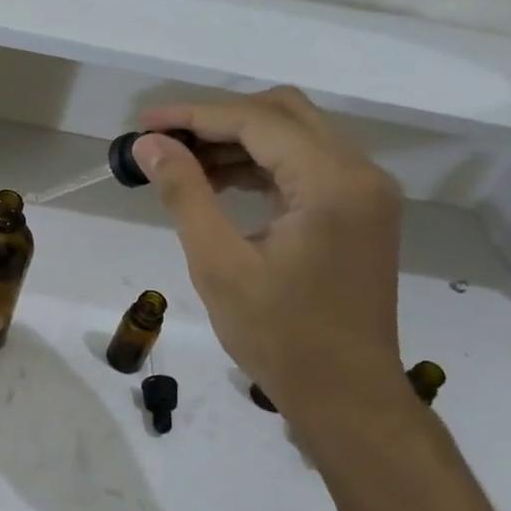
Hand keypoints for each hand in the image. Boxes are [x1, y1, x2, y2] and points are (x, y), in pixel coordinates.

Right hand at [135, 88, 408, 422]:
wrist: (346, 396)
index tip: (144, 123)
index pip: (257, 121)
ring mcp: (366, 193)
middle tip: (163, 138)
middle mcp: (360, 173)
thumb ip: (185, 194)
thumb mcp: (219, 263)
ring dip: (239, 141)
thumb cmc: (279, 336)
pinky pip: (307, 167)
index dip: (195, 115)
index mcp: (332, 182)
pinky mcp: (361, 213)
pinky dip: (262, 165)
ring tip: (181, 161)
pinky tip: (220, 182)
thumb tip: (150, 144)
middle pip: (284, 114)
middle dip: (218, 119)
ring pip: (297, 137)